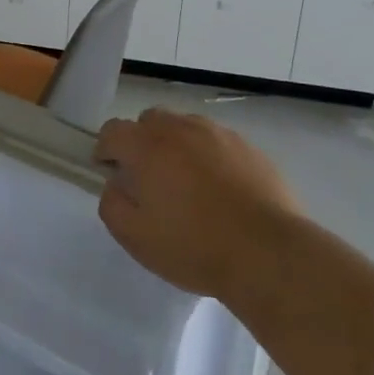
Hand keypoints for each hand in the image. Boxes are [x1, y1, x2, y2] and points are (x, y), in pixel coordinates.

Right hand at [94, 109, 300, 300]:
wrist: (267, 253)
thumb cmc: (194, 246)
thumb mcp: (135, 237)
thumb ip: (112, 204)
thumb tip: (115, 184)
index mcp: (147, 146)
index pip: (112, 131)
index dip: (106, 150)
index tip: (111, 173)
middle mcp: (179, 128)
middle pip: (149, 121)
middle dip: (142, 143)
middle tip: (150, 179)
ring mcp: (217, 134)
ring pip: (184, 127)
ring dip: (177, 146)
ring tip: (188, 184)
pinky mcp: (248, 147)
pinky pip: (217, 142)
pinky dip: (209, 156)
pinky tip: (220, 190)